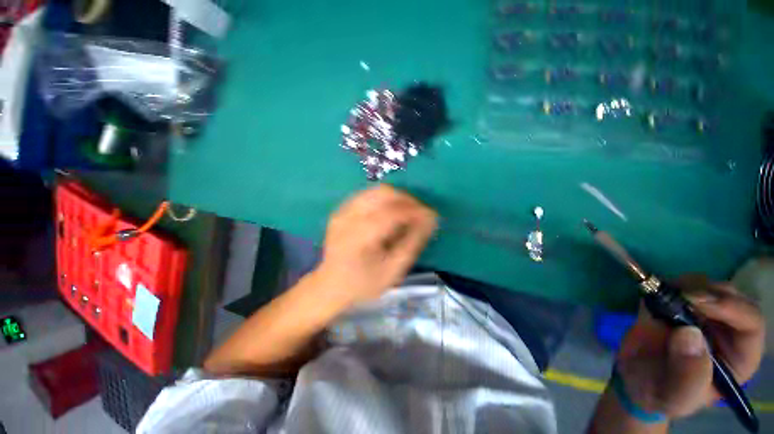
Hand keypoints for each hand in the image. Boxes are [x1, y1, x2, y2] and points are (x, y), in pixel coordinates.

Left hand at [314, 184, 437, 307]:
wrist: (330, 286)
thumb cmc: (364, 283)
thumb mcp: (393, 270)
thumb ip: (413, 242)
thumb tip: (430, 219)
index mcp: (360, 236)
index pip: (393, 212)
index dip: (416, 210)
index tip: (432, 216)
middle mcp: (349, 217)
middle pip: (383, 193)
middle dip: (407, 199)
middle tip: (419, 214)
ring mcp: (342, 211)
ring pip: (376, 190)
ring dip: (396, 198)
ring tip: (407, 213)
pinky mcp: (341, 210)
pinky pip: (367, 195)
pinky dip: (384, 200)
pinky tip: (389, 213)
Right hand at [616, 275, 764, 418]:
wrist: (634, 380)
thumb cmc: (660, 394)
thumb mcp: (674, 397)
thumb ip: (687, 376)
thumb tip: (689, 333)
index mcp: (738, 356)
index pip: (750, 323)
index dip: (731, 307)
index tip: (696, 302)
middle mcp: (726, 332)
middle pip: (732, 297)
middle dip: (708, 292)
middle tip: (680, 296)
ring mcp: (701, 316)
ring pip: (707, 286)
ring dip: (687, 285)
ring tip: (663, 298)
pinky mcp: (677, 305)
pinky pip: (679, 285)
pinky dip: (666, 285)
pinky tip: (653, 296)